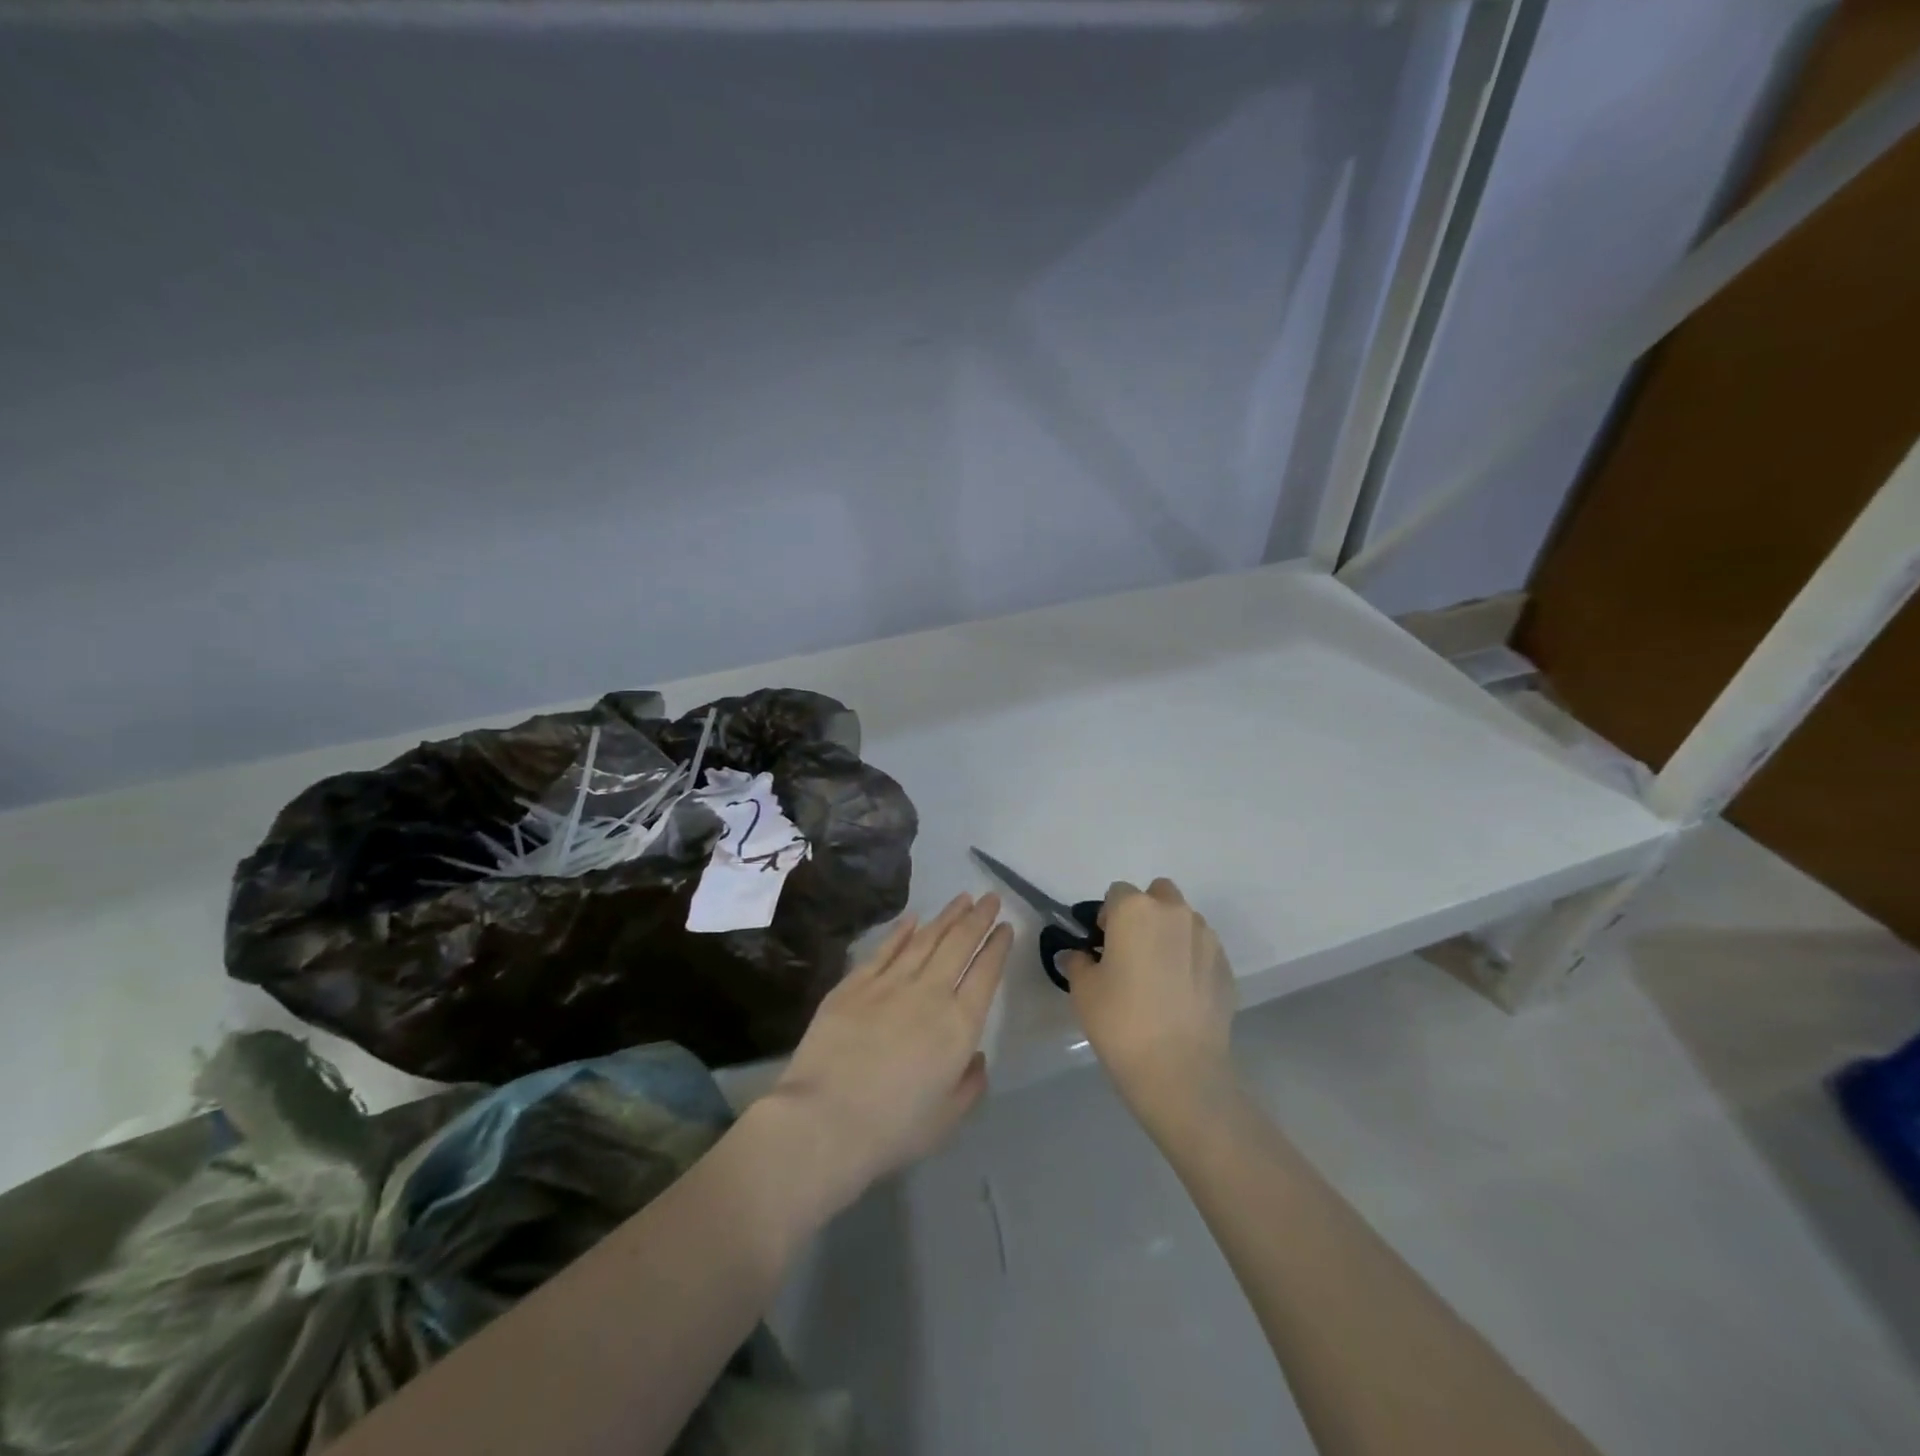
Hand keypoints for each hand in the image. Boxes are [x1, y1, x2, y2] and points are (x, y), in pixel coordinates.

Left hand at [762, 893, 1010, 1213]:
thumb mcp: (948, 1118)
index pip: (986, 973)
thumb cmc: (893, 1128)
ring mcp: (889, 983)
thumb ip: (970, 1084)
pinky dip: (902, 930)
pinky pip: (885, 949)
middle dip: (978, 918)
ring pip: (925, 939)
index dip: (997, 946)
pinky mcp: (854, 983)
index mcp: (959, 1025)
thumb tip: (976, 1056)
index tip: (1005, 926)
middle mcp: (929, 993)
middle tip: (990, 897)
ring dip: (946, 916)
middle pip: (959, 944)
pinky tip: (913, 918)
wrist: (826, 1119)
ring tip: (961, 898)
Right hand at [1061, 879, 1236, 1118]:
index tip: (1102, 946)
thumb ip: (1078, 962)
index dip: (1107, 916)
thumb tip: (1079, 955)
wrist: (1180, 1070)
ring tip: (1159, 976)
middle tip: (1132, 952)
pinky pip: (1202, 949)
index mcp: (1135, 909)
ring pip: (1183, 921)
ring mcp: (1206, 938)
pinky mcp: (1226, 966)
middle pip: (1157, 895)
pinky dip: (1191, 960)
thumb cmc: (1121, 1021)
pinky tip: (1180, 995)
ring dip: (1170, 935)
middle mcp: (1174, 913)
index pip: (1117, 893)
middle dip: (1145, 913)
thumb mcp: (1083, 990)